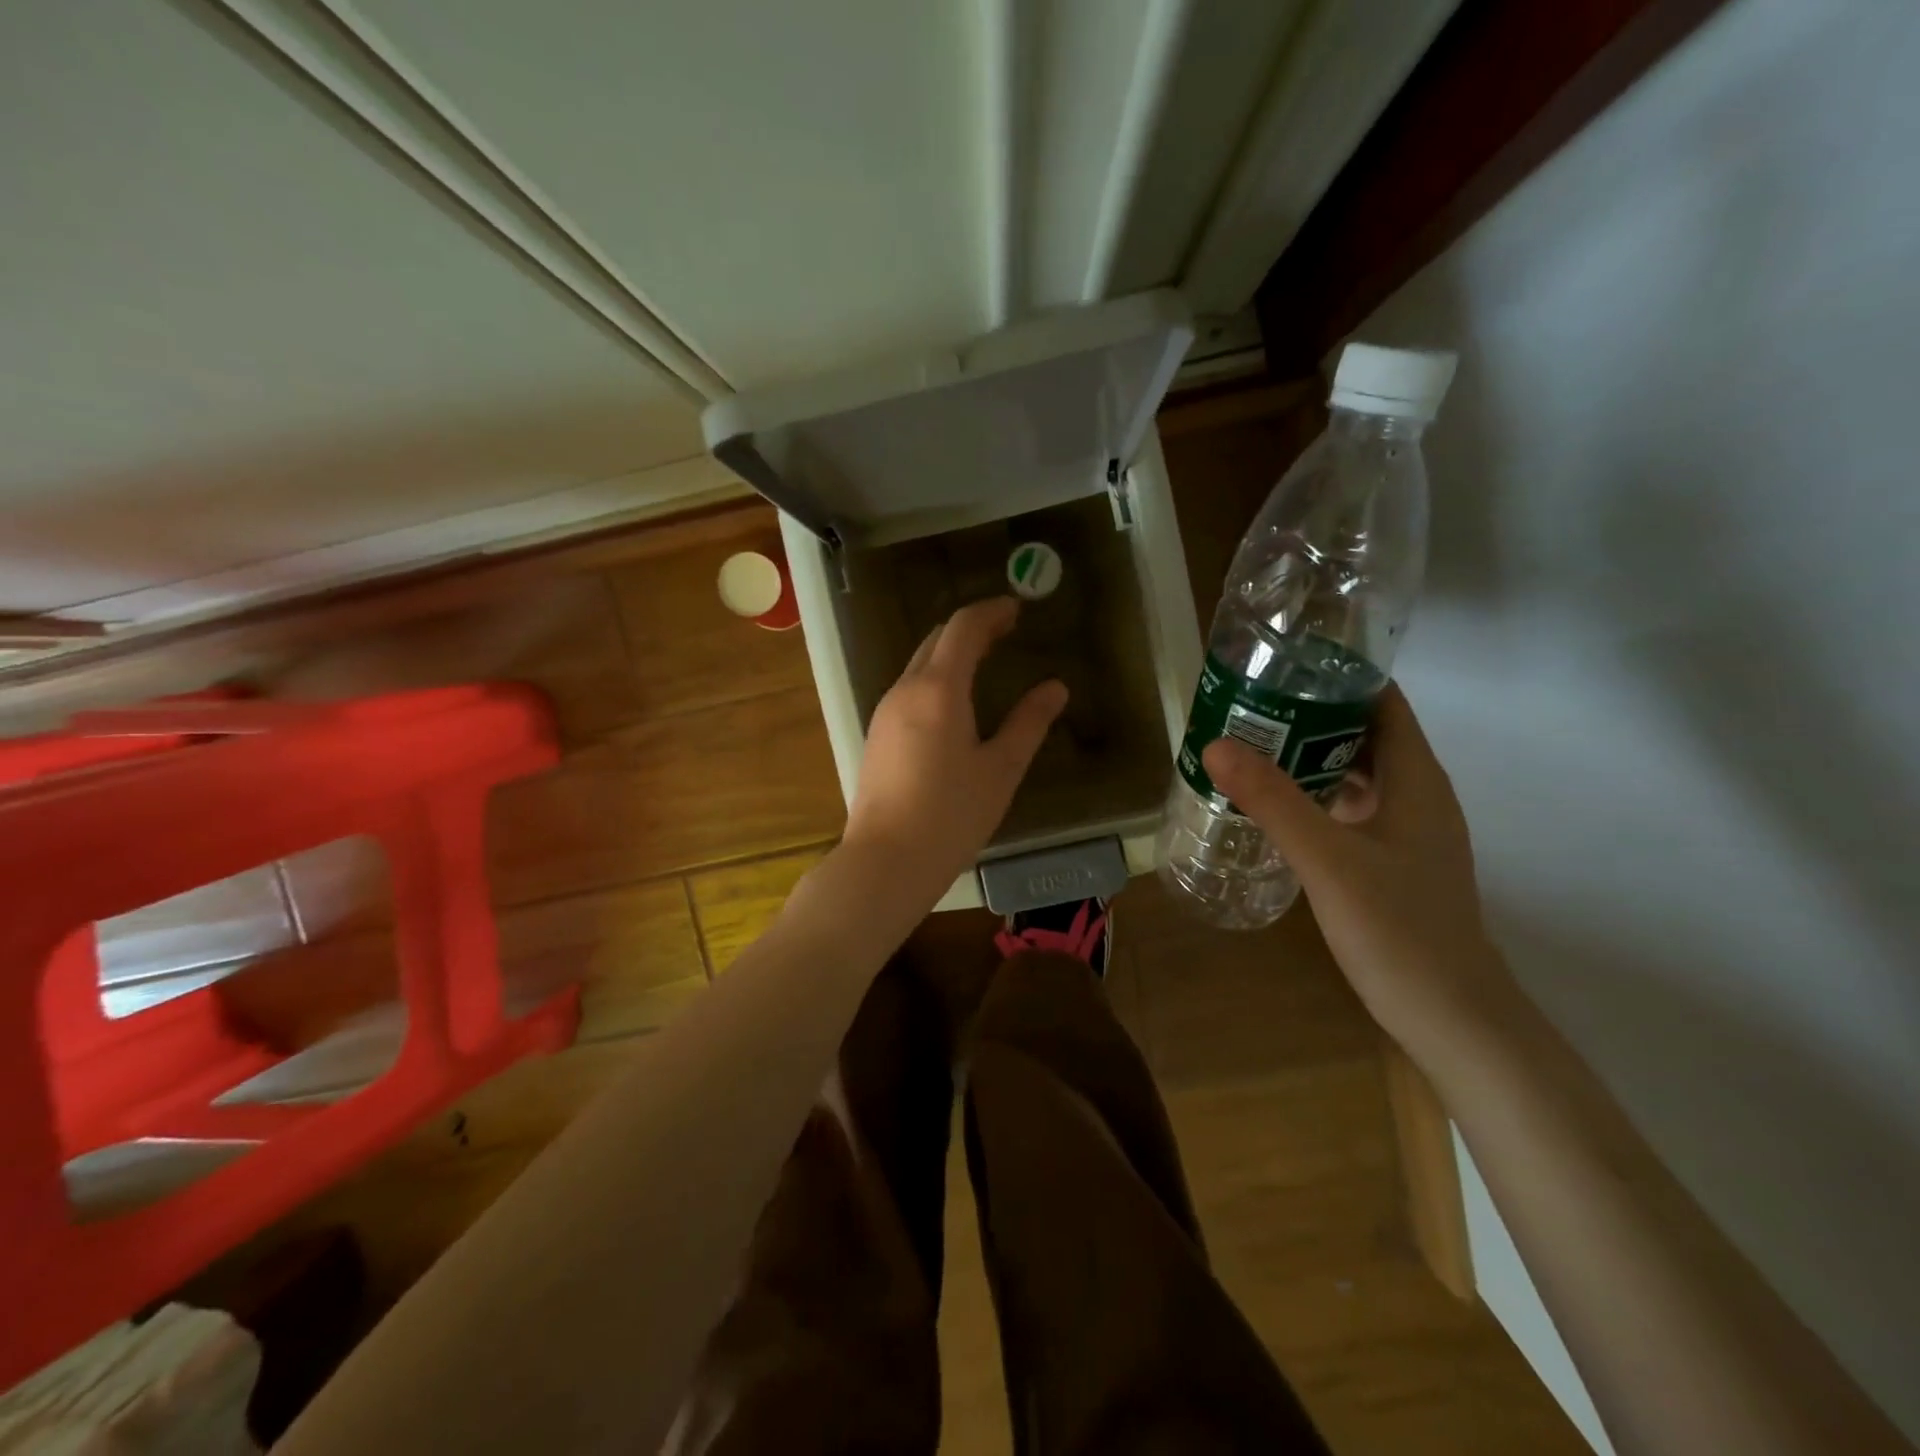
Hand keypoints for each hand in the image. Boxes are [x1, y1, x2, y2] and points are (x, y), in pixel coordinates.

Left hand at [843, 597, 1067, 906]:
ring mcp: (884, 712)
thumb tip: (1055, 688)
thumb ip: (1028, 723)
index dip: (991, 612)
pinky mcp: (877, 735)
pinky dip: (935, 678)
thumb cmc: (951, 815)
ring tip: (985, 662)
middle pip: (936, 639)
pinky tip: (955, 702)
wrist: (886, 861)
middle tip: (1006, 632)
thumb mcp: (1000, 770)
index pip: (963, 628)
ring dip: (951, 652)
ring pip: (919, 664)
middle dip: (971, 628)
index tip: (1017, 608)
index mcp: (937, 689)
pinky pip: (909, 689)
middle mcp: (905, 690)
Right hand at [1201, 685, 1514, 1050]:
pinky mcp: (1393, 862)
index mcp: (1416, 779)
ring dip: (1310, 756)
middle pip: (1366, 734)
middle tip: (1249, 705)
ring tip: (1251, 746)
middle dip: (1312, 714)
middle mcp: (1417, 795)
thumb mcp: (1328, 860)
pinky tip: (1276, 807)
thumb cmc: (1398, 930)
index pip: (1384, 702)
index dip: (1340, 676)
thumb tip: (1217, 745)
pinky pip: (1352, 808)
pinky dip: (1317, 796)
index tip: (1283, 665)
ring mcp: (1407, 832)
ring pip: (1357, 774)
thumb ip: (1274, 801)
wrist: (1452, 1018)